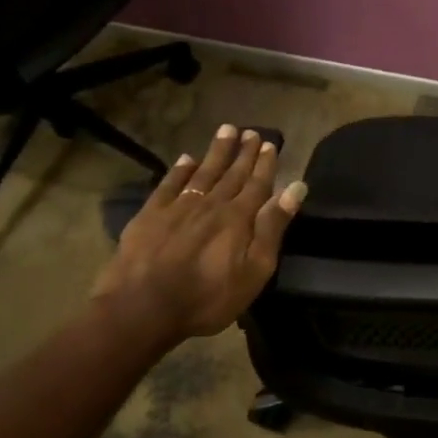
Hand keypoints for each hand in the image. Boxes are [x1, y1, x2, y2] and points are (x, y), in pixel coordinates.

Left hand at [91, 124, 306, 352]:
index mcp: (239, 218)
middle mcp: (211, 204)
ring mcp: (178, 207)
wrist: (142, 307)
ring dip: (216, 152)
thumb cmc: (208, 296)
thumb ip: (273, 227)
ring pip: (203, 172)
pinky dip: (180, 170)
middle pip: (232, 173)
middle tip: (252, 132)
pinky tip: (186, 159)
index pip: (258, 184)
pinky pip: (169, 185)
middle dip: (244, 152)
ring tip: (227, 130)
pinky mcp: (150, 215)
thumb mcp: (255, 269)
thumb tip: (295, 188)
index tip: (271, 144)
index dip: (265, 164)